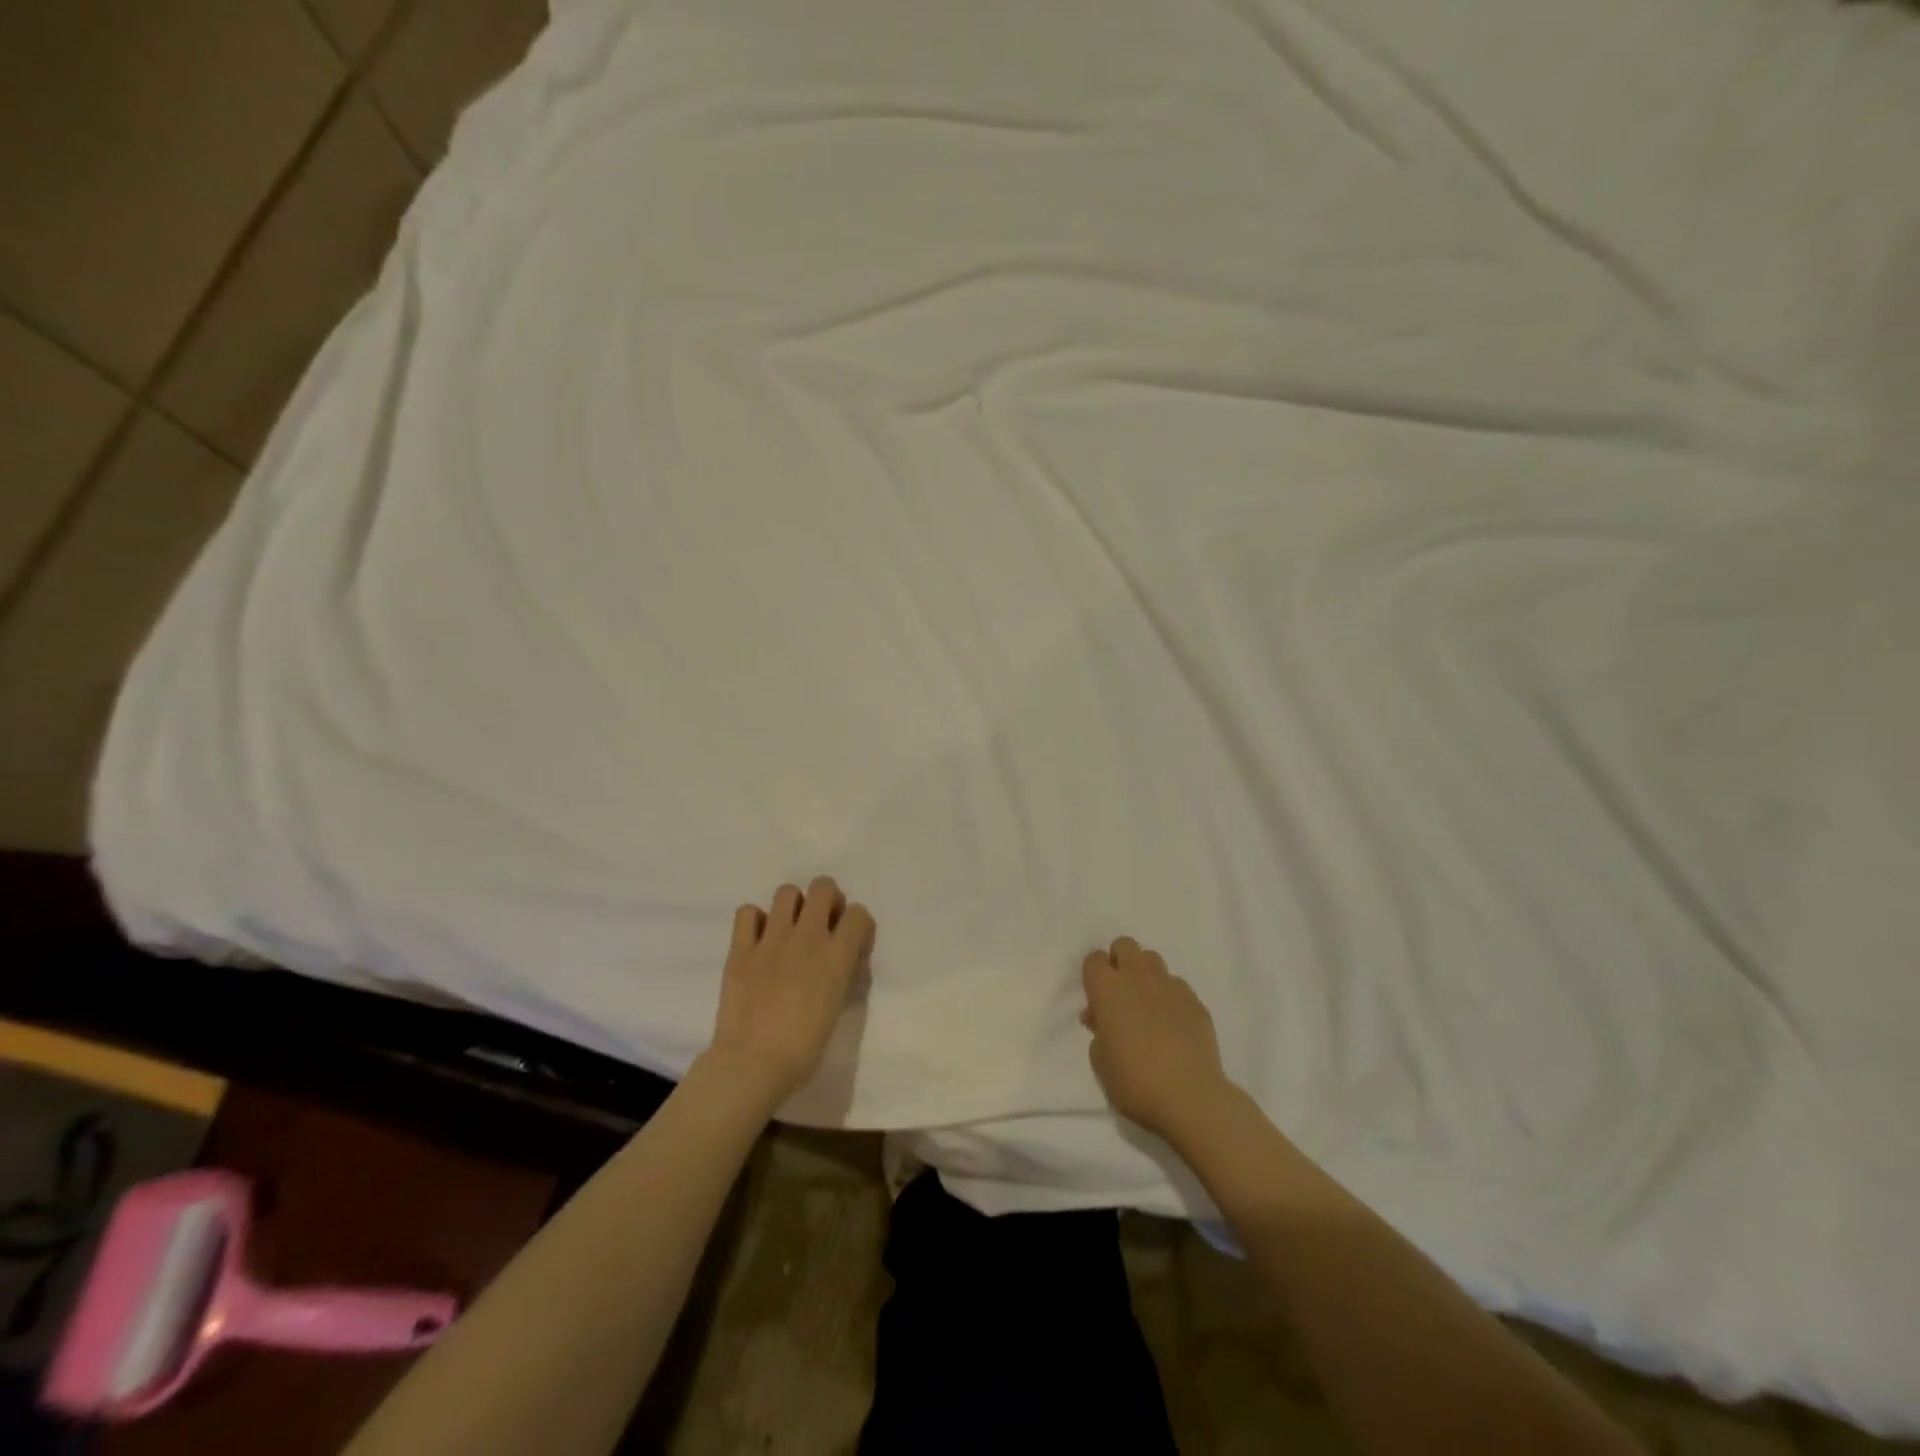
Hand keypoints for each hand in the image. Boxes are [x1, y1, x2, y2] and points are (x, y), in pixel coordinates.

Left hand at [705, 876, 874, 1104]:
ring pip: (787, 892)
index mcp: (837, 956)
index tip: (851, 940)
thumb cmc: (803, 1050)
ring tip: (789, 928)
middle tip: (822, 923)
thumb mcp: (836, 1008)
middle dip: (827, 899)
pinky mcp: (741, 948)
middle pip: (823, 887)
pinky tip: (758, 939)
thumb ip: (841, 974)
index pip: (859, 913)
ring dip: (793, 905)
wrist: (752, 1064)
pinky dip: (755, 920)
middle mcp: (807, 937)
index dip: (857, 924)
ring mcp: (771, 939)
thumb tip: (841, 959)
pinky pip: (747, 912)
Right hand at [1081, 936, 1232, 1142]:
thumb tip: (1103, 1019)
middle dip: (1119, 960)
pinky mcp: (1195, 1001)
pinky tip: (1173, 1023)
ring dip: (1145, 974)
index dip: (1093, 975)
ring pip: (1152, 959)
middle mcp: (1137, 976)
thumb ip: (1099, 1031)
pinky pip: (1177, 985)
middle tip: (1120, 993)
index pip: (1094, 959)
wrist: (1188, 1095)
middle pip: (1125, 945)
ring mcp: (1170, 985)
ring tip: (1147, 1005)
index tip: (1096, 998)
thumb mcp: (1099, 1059)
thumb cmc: (1133, 1079)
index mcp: (1107, 988)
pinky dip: (1170, 996)